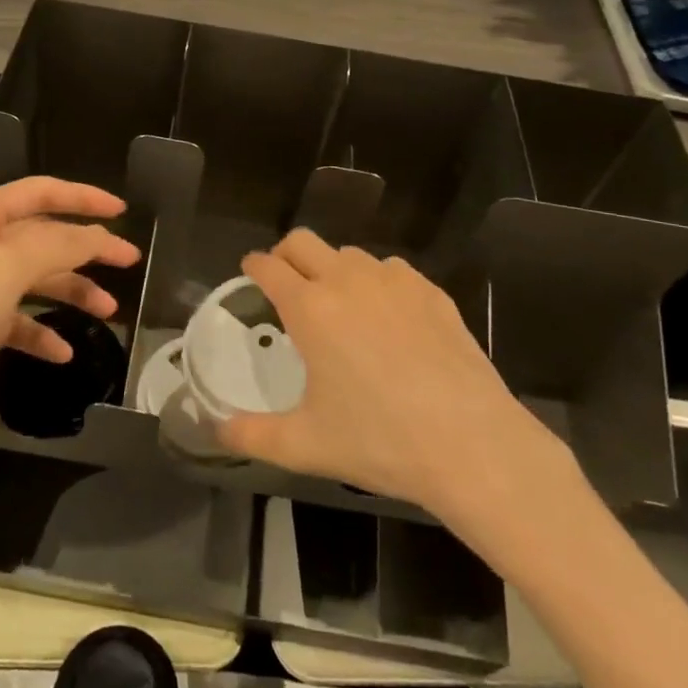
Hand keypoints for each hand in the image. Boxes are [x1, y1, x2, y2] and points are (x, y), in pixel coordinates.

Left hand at [0, 177, 139, 451]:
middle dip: (85, 250)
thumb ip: (56, 246)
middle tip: (128, 263)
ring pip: (31, 280)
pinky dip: (38, 333)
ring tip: (107, 312)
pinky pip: (12, 321)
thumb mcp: (3, 269)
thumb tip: (97, 236)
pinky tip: (61, 353)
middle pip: (41, 238)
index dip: (83, 197)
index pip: (41, 193)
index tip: (121, 210)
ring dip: (69, 293)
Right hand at [218, 229, 567, 514]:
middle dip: (286, 254)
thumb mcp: (306, 446)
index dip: (254, 266)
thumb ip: (252, 435)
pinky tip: (390, 319)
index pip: (268, 266)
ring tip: (341, 306)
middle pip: (303, 241)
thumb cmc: (380, 440)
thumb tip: (217, 429)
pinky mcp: (431, 291)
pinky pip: (392, 271)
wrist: (471, 443)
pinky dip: (378, 284)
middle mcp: (347, 281)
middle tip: (287, 285)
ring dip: (334, 270)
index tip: (251, 272)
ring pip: (349, 254)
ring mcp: (394, 281)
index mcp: (310, 308)